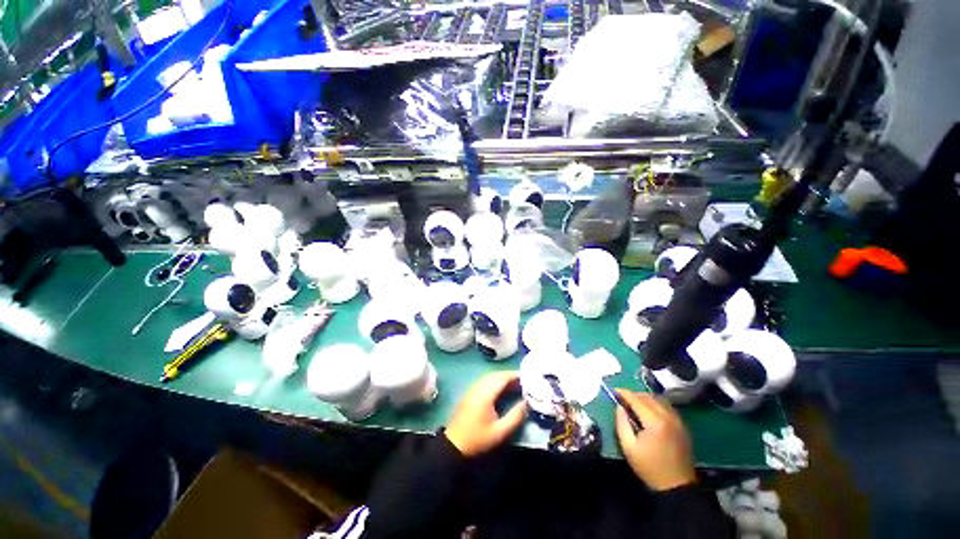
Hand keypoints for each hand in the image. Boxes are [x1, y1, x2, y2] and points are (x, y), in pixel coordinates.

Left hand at [445, 371, 527, 456]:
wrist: (454, 444)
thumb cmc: (478, 439)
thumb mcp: (500, 431)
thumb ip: (515, 416)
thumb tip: (527, 402)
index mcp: (485, 394)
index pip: (502, 377)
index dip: (515, 375)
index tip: (528, 377)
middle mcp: (478, 386)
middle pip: (496, 374)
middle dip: (510, 375)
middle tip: (524, 381)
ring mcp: (473, 388)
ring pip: (490, 376)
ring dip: (503, 377)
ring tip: (516, 384)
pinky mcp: (470, 392)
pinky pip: (485, 380)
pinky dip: (495, 381)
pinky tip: (502, 389)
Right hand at [614, 389, 695, 490]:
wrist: (677, 486)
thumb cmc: (650, 467)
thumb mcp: (628, 448)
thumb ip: (621, 423)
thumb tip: (619, 407)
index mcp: (654, 422)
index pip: (637, 400)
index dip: (624, 393)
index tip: (614, 391)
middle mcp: (668, 417)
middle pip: (648, 397)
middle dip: (634, 395)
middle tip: (623, 399)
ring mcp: (678, 421)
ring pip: (659, 399)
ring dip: (645, 398)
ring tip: (634, 403)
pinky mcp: (682, 426)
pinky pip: (667, 407)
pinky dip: (655, 403)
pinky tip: (649, 410)